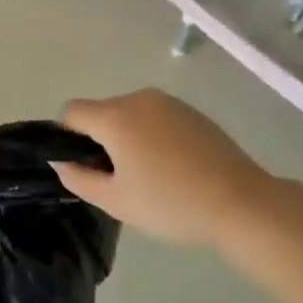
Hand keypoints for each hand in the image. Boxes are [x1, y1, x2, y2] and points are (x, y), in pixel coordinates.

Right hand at [53, 90, 277, 246]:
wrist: (241, 202)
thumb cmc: (171, 203)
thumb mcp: (116, 201)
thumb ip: (79, 178)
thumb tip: (61, 161)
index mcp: (116, 116)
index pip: (72, 112)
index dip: (69, 138)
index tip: (86, 167)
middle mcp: (139, 99)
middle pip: (102, 112)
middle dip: (101, 140)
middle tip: (120, 179)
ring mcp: (169, 102)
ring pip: (130, 114)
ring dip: (128, 137)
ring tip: (150, 175)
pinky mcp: (192, 111)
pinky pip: (156, 117)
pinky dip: (153, 136)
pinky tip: (174, 167)